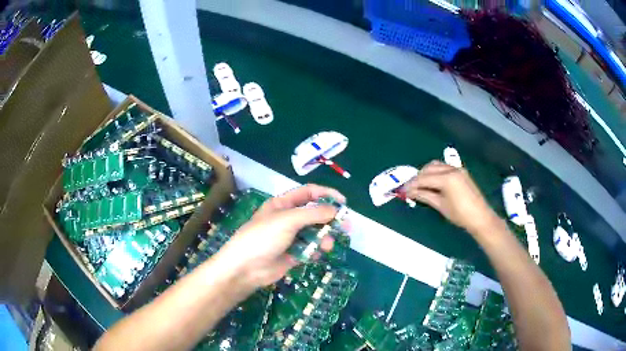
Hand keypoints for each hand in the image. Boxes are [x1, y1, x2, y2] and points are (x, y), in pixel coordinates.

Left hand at [217, 184, 345, 288]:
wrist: (245, 268)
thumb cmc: (263, 237)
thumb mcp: (287, 220)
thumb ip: (313, 214)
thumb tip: (336, 210)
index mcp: (283, 204)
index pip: (308, 193)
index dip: (326, 194)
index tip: (343, 203)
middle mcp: (288, 218)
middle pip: (314, 214)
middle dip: (329, 220)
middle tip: (345, 227)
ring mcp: (290, 237)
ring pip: (315, 233)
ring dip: (324, 237)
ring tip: (327, 245)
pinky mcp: (293, 254)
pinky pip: (310, 248)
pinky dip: (315, 250)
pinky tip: (315, 255)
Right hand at [404, 161, 500, 235]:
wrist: (480, 216)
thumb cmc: (460, 214)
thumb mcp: (441, 205)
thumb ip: (425, 195)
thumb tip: (409, 192)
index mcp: (446, 178)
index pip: (424, 178)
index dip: (411, 184)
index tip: (402, 190)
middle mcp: (451, 169)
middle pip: (429, 168)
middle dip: (417, 177)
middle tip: (409, 188)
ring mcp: (457, 169)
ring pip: (436, 165)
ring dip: (426, 173)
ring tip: (420, 185)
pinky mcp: (461, 172)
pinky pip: (444, 168)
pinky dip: (435, 173)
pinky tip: (432, 182)